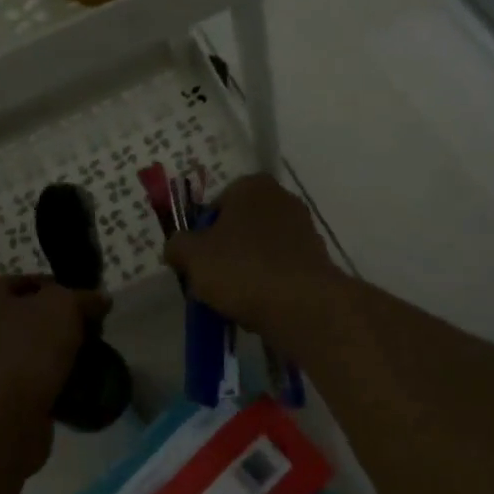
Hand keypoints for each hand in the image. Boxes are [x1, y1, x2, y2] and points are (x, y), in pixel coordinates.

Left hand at [0, 278, 107, 474]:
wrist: (1, 422)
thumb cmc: (27, 351)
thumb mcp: (64, 307)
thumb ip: (84, 297)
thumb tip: (100, 298)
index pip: (30, 281)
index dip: (62, 286)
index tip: (89, 302)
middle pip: (33, 316)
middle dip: (66, 323)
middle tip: (94, 331)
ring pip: (36, 349)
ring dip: (62, 353)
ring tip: (91, 358)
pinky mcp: (0, 396)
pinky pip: (35, 379)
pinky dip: (55, 381)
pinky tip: (78, 384)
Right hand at [163, 175, 338, 341]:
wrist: (302, 306)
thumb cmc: (241, 268)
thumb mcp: (192, 256)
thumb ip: (177, 246)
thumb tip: (177, 249)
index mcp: (252, 186)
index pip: (215, 206)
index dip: (201, 235)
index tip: (196, 262)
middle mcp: (282, 199)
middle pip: (238, 229)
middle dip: (224, 253)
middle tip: (211, 282)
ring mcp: (304, 229)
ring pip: (259, 252)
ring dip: (245, 272)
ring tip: (233, 300)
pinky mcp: (316, 260)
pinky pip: (280, 271)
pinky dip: (268, 285)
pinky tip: (258, 308)